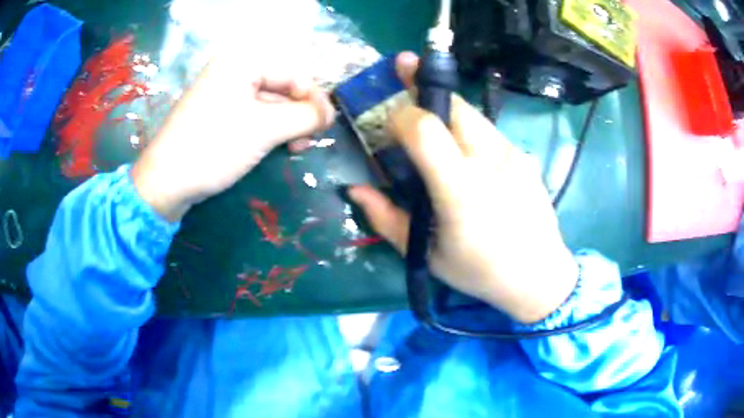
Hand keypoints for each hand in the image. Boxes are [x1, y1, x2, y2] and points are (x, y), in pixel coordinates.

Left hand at [132, 54, 334, 221]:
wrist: (165, 183)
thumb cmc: (213, 147)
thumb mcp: (265, 129)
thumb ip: (304, 116)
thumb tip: (331, 113)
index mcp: (242, 63)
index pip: (293, 74)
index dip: (315, 99)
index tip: (329, 126)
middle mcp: (232, 71)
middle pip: (281, 88)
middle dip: (299, 115)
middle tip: (309, 142)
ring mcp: (223, 93)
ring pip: (268, 104)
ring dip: (286, 125)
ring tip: (295, 149)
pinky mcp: (217, 115)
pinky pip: (252, 116)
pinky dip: (268, 131)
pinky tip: (275, 147)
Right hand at [349, 53, 577, 323]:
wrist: (539, 276)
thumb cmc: (480, 272)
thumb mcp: (426, 255)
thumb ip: (387, 219)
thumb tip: (356, 189)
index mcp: (461, 191)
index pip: (427, 129)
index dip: (401, 115)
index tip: (388, 122)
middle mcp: (491, 162)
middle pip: (453, 106)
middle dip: (424, 86)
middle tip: (403, 71)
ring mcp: (513, 155)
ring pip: (472, 113)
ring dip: (445, 109)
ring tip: (430, 117)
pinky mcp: (524, 157)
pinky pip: (488, 131)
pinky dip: (467, 129)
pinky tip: (464, 152)